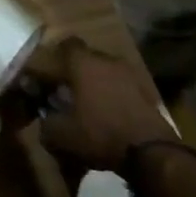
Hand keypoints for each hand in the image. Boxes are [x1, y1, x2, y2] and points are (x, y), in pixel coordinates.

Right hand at [34, 37, 173, 172]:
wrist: (151, 151)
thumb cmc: (99, 134)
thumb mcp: (60, 135)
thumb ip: (45, 122)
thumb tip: (44, 118)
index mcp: (83, 64)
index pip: (64, 45)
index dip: (53, 58)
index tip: (45, 75)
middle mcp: (106, 61)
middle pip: (85, 57)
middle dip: (72, 72)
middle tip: (63, 92)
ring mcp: (129, 74)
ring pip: (104, 71)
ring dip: (93, 83)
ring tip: (85, 105)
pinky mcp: (145, 91)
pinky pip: (119, 86)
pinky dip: (110, 95)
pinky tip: (106, 114)